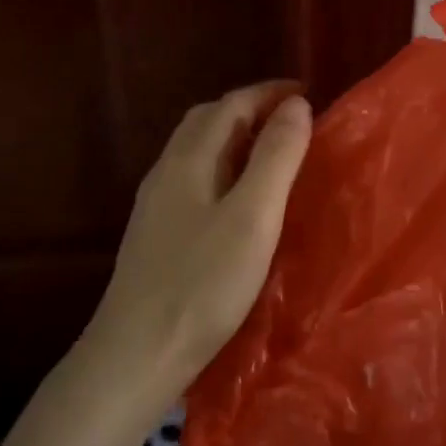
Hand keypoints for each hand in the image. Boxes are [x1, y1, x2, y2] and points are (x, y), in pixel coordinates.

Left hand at [80, 82, 313, 406]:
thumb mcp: (253, 217)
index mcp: (189, 158)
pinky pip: (194, 179)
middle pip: (208, 121)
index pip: (231, 105)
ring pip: (198, 151)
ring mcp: (156, 203)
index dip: (270, 94)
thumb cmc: (203, 283)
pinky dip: (224, 168)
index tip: (308, 95)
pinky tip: (238, 199)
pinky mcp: (157, 232)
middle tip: (292, 121)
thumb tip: (296, 105)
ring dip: (236, 139)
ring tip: (273, 154)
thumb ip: (276, 157)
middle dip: (251, 110)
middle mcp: (167, 171)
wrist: (138, 352)